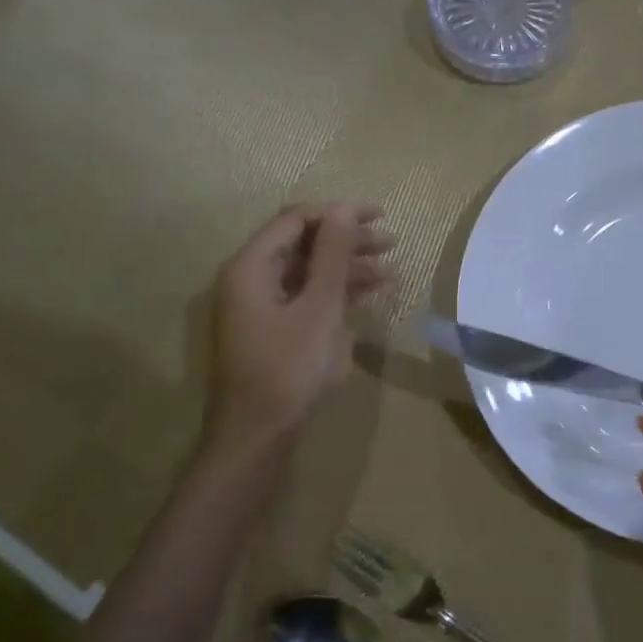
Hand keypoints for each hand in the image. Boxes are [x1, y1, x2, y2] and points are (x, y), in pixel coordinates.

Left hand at [201, 202, 394, 447]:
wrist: (258, 434)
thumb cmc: (288, 368)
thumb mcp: (318, 308)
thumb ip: (332, 256)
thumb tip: (345, 207)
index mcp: (251, 266)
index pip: (296, 220)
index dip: (339, 213)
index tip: (380, 215)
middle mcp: (251, 278)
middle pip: (303, 244)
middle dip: (348, 240)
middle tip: (392, 243)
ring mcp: (262, 305)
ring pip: (308, 272)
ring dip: (347, 268)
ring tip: (390, 272)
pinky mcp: (274, 328)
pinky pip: (307, 297)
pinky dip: (337, 293)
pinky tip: (370, 295)